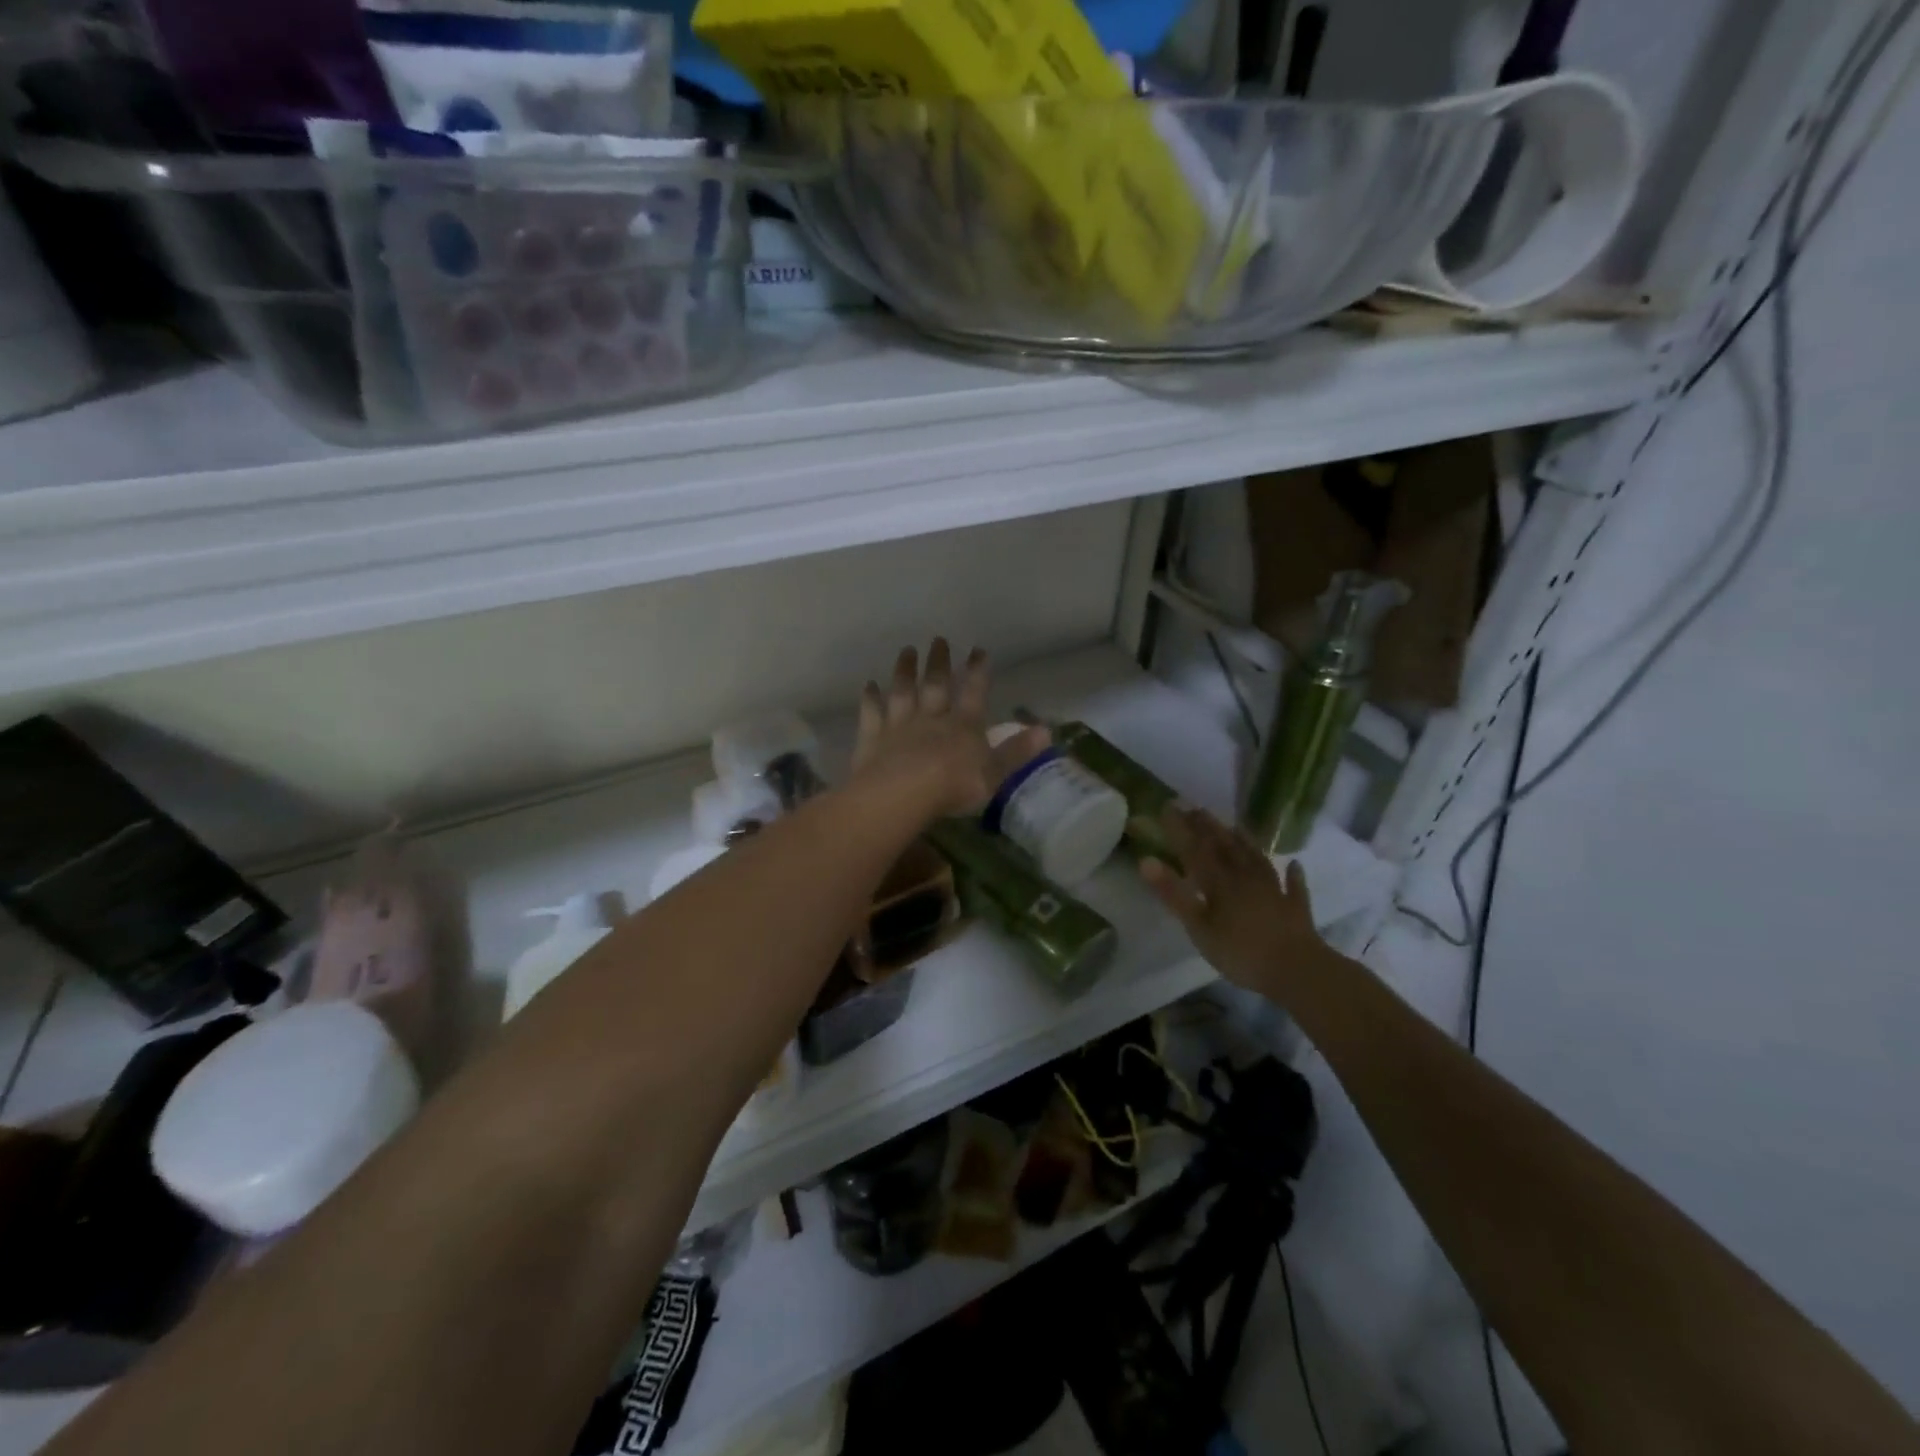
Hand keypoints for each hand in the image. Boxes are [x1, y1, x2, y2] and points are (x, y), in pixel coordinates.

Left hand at [850, 639, 1048, 818]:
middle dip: (939, 662)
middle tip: (938, 639)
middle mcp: (932, 718)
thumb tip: (1046, 730)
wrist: (903, 794)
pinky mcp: (873, 738)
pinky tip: (869, 686)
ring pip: (903, 692)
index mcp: (964, 726)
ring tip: (906, 650)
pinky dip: (870, 698)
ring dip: (905, 671)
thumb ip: (1017, 751)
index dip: (978, 672)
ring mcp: (900, 725)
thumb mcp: (995, 773)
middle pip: (936, 685)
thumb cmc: (954, 786)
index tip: (978, 650)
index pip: (974, 693)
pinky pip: (872, 714)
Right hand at [1139, 805, 1328, 994]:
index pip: (1196, 848)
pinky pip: (1293, 887)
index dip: (1181, 828)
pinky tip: (1294, 865)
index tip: (1169, 806)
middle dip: (1209, 828)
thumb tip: (1145, 861)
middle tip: (1196, 809)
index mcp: (1220, 882)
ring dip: (1244, 842)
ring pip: (1256, 859)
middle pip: (1226, 847)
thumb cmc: (1241, 952)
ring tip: (1235, 826)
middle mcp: (1246, 878)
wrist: (1298, 971)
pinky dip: (1292, 875)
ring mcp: (1274, 891)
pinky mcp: (1295, 909)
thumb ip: (1173, 894)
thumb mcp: (1198, 926)